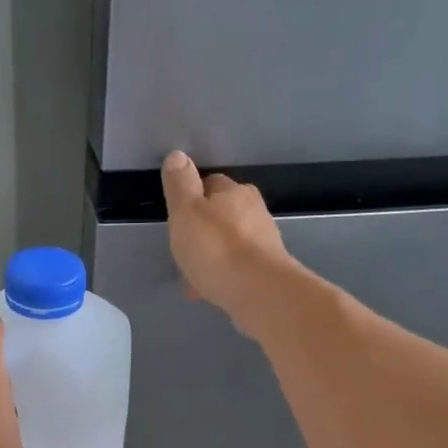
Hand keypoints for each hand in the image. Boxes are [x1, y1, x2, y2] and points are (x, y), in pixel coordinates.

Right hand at [160, 150, 298, 338]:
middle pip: (224, 212)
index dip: (193, 196)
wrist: (258, 292)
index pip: (211, 182)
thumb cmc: (216, 248)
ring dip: (215, 251)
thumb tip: (178, 155)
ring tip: (195, 272)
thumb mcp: (186, 212)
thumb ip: (180, 184)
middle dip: (206, 226)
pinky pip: (239, 266)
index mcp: (234, 192)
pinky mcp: (269, 269)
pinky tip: (211, 289)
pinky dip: (225, 273)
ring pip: (232, 241)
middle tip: (186, 245)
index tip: (179, 216)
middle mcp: (254, 210)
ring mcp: (265, 240)